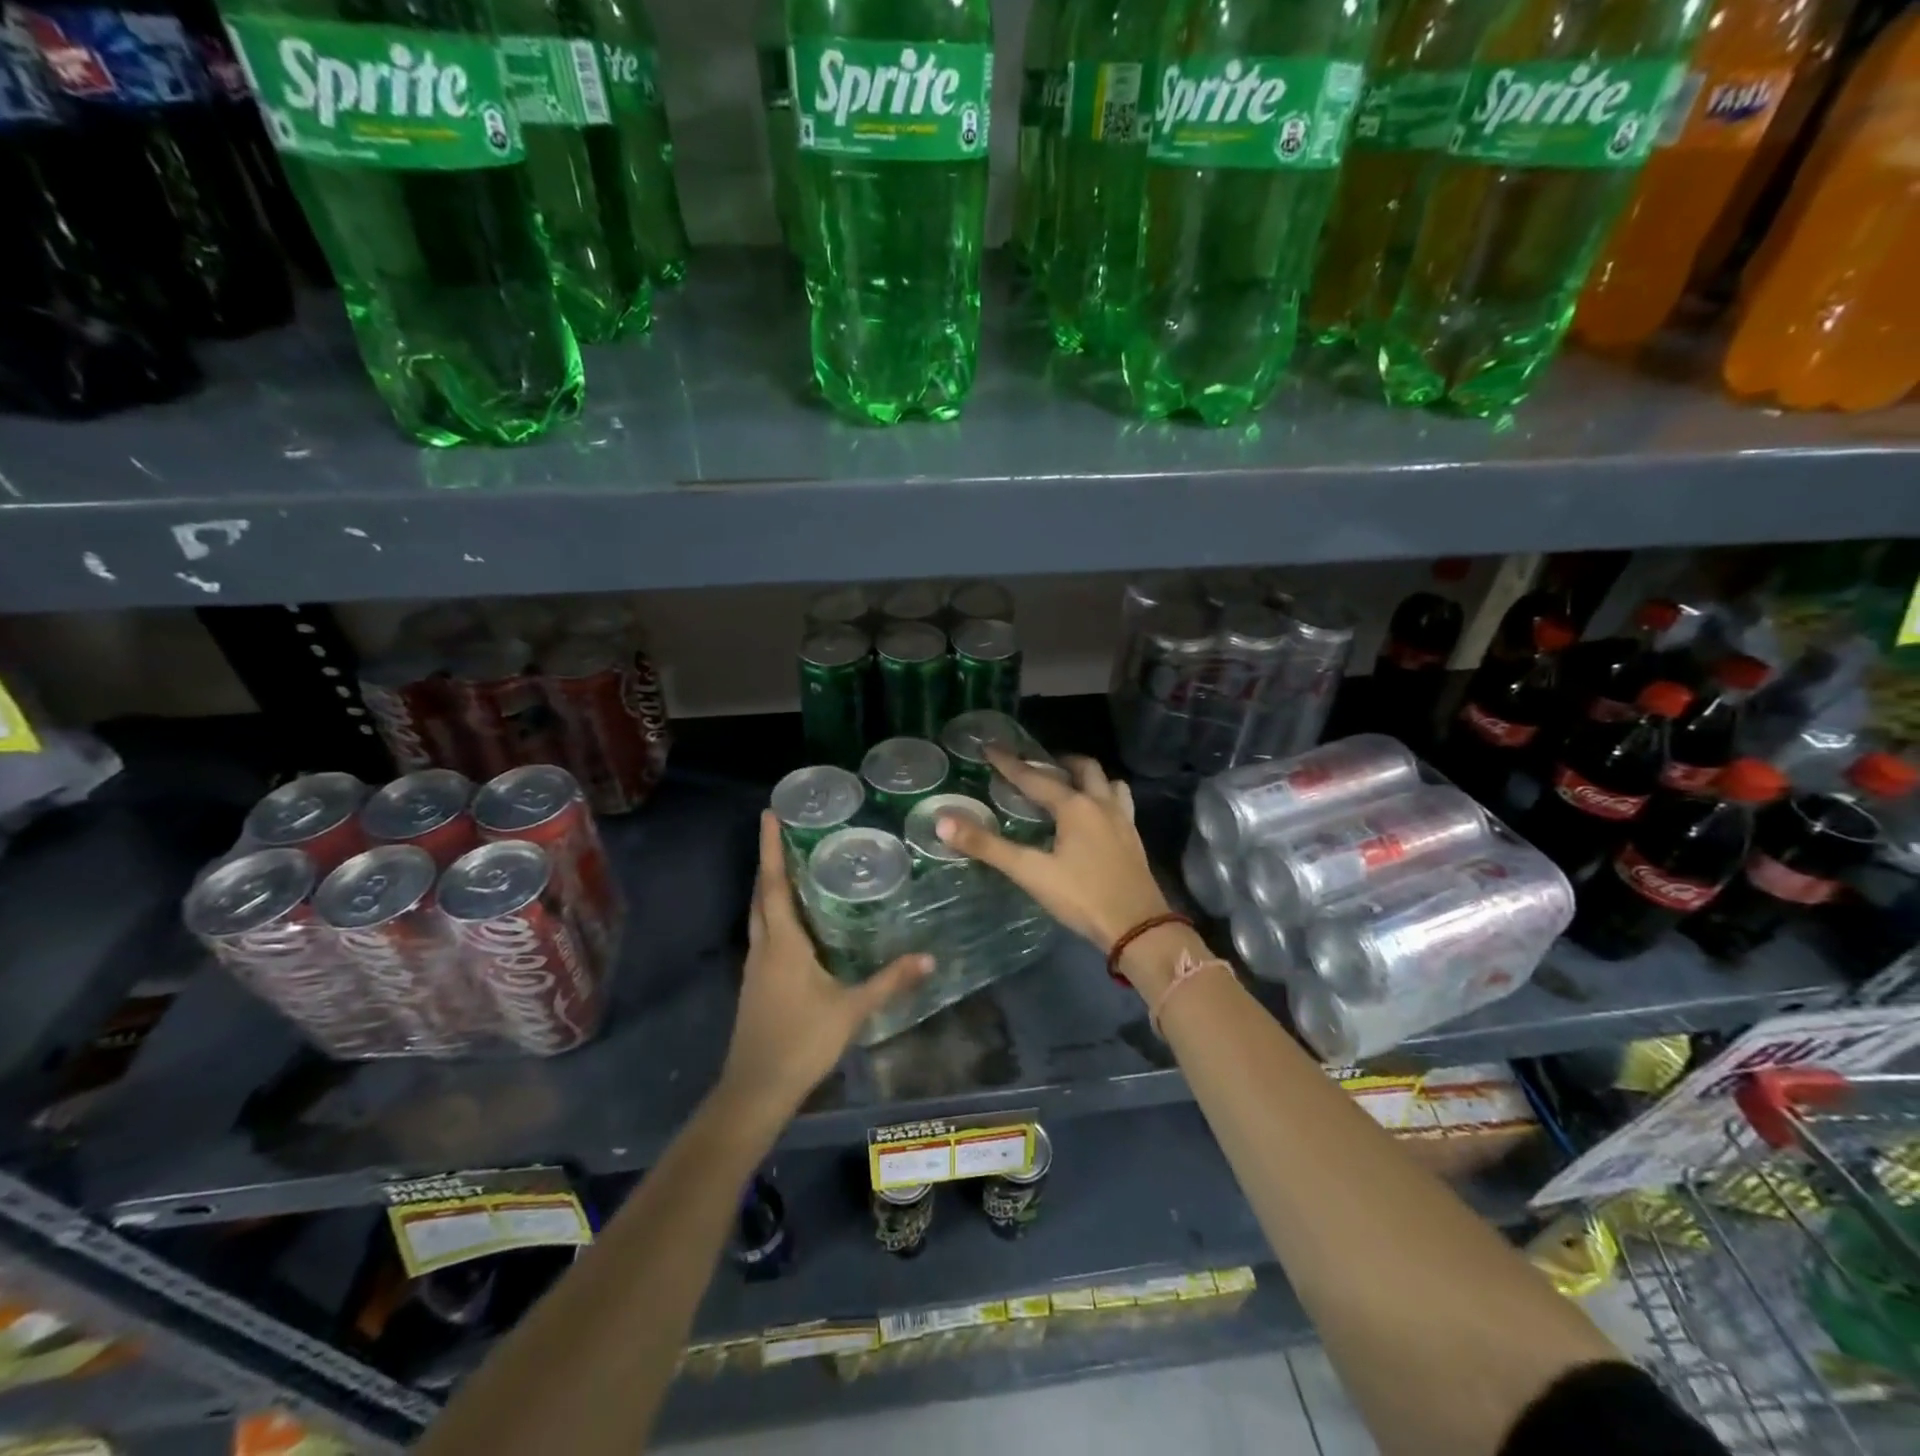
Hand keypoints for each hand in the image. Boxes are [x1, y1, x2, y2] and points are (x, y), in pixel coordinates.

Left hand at [718, 812, 932, 1116]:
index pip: (775, 884)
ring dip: (771, 887)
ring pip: (760, 914)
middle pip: (762, 894)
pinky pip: (764, 934)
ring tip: (794, 866)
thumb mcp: (852, 1010)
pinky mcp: (756, 983)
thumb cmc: (801, 1042)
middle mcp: (764, 947)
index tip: (768, 814)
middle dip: (771, 861)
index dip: (771, 848)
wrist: (756, 1089)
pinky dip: (775, 914)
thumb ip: (890, 981)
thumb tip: (930, 957)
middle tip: (788, 832)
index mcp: (783, 944)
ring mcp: (756, 966)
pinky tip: (796, 922)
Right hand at [934, 749, 1171, 963]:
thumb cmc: (1082, 897)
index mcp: (1075, 806)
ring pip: (1108, 782)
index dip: (1009, 763)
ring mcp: (1122, 820)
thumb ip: (988, 847)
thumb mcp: (1030, 872)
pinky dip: (1105, 797)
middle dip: (1057, 762)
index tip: (990, 747)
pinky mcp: (1133, 838)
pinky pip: (1120, 803)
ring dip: (1087, 777)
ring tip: (1069, 785)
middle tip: (1036, 766)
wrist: (1138, 927)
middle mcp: (1101, 804)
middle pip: (1082, 768)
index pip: (1034, 778)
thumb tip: (944, 822)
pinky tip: (1096, 816)